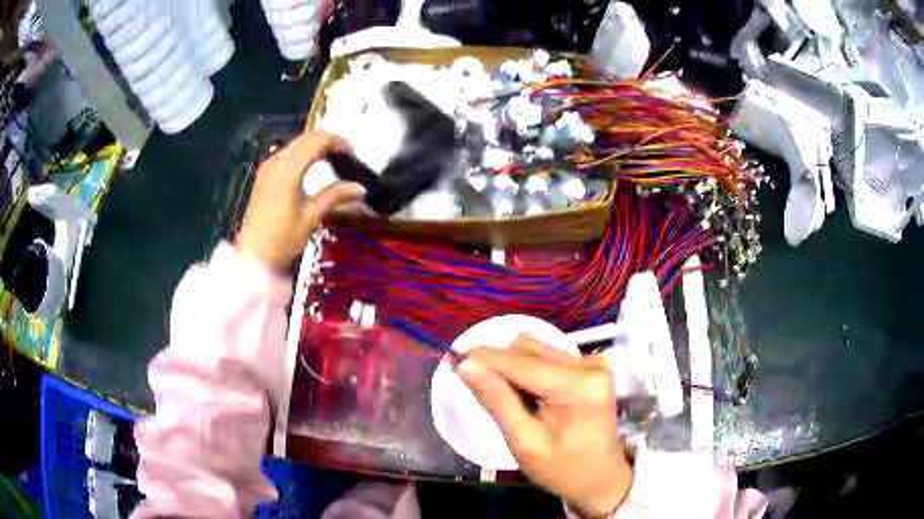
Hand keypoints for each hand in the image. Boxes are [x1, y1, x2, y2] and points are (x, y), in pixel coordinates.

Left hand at [236, 131, 364, 270]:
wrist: (253, 257)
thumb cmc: (282, 239)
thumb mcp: (311, 217)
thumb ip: (335, 196)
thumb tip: (360, 188)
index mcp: (289, 168)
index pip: (318, 141)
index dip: (339, 143)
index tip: (354, 155)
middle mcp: (276, 161)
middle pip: (306, 137)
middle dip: (328, 141)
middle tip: (346, 155)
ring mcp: (267, 168)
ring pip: (296, 144)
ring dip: (315, 146)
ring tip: (332, 161)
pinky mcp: (264, 177)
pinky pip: (286, 154)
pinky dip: (302, 154)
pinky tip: (311, 168)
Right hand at [458, 335, 632, 516]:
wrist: (601, 477)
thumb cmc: (563, 469)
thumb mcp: (524, 443)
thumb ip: (496, 400)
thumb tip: (465, 365)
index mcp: (577, 386)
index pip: (520, 361)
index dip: (483, 358)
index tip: (451, 360)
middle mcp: (589, 364)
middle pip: (527, 349)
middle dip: (499, 366)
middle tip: (483, 394)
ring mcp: (592, 362)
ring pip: (536, 348)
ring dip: (514, 368)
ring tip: (512, 401)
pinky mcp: (590, 366)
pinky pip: (548, 355)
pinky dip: (530, 370)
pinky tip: (529, 396)